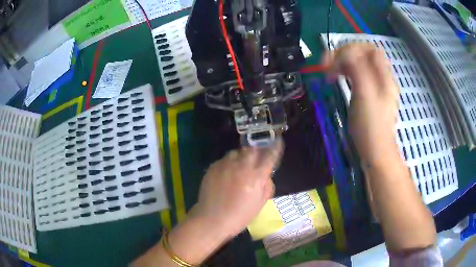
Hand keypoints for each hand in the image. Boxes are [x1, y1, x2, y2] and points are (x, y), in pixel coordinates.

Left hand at [190, 141, 282, 237]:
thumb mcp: (260, 204)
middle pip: (252, 149)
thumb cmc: (239, 216)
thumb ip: (266, 186)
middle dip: (256, 151)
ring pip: (237, 152)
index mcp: (256, 177)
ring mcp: (225, 166)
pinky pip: (224, 159)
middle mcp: (241, 167)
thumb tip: (266, 176)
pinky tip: (226, 174)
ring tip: (239, 166)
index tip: (278, 141)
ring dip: (241, 157)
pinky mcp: (213, 167)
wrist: (212, 219)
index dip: (275, 148)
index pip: (269, 157)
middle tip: (255, 159)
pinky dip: (228, 163)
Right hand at [323, 43, 399, 163]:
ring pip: (359, 64)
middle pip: (364, 54)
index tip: (335, 59)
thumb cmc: (370, 125)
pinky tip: (339, 78)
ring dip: (343, 63)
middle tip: (327, 64)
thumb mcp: (364, 94)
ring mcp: (376, 86)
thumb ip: (357, 68)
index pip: (369, 48)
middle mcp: (382, 78)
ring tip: (330, 72)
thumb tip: (346, 52)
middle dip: (345, 54)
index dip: (351, 48)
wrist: (375, 151)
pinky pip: (358, 75)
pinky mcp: (369, 95)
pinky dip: (346, 72)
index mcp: (384, 76)